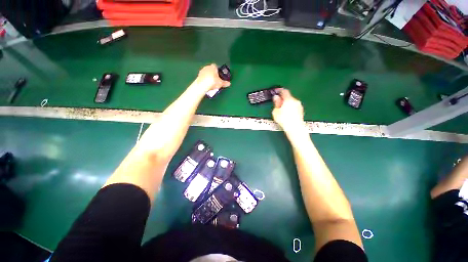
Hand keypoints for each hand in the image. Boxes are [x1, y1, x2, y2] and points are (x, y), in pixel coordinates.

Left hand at [196, 64, 230, 91]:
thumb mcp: (220, 83)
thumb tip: (229, 84)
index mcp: (213, 67)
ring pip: (206, 72)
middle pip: (211, 69)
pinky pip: (203, 76)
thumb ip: (225, 83)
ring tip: (210, 82)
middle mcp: (207, 67)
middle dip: (213, 73)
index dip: (217, 70)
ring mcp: (202, 70)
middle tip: (215, 79)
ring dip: (208, 76)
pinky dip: (204, 78)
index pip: (216, 66)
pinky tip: (206, 83)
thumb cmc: (213, 82)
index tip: (218, 75)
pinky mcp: (198, 75)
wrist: (203, 85)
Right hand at [272, 88, 304, 131]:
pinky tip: (287, 115)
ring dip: (287, 104)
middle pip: (288, 97)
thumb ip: (276, 103)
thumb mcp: (276, 111)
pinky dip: (291, 109)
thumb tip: (276, 98)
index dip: (280, 91)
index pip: (284, 91)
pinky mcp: (301, 111)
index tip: (277, 92)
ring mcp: (299, 106)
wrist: (295, 128)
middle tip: (278, 104)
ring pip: (292, 102)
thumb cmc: (284, 120)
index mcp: (288, 99)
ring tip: (282, 111)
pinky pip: (295, 107)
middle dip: (283, 99)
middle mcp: (295, 101)